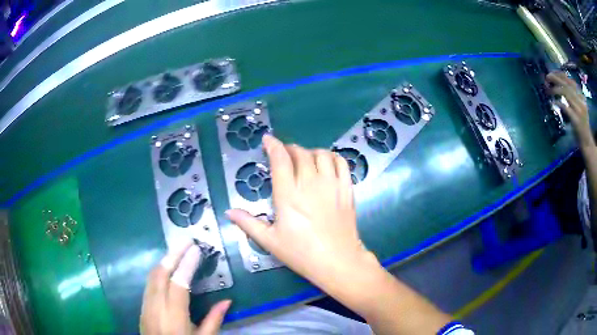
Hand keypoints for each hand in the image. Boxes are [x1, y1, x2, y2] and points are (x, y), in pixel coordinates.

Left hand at [140, 240, 230, 334]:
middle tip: (186, 242)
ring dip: (164, 261)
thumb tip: (228, 301)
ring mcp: (145, 307)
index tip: (195, 249)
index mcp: (174, 318)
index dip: (186, 265)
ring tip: (178, 250)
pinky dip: (158, 272)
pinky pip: (148, 284)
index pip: (178, 285)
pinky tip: (166, 268)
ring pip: (151, 276)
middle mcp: (156, 308)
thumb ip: (214, 320)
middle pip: (160, 275)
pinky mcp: (141, 307)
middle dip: (172, 255)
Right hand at [226, 135, 377, 291]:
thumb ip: (248, 223)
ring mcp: (331, 185)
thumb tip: (228, 212)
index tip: (268, 140)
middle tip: (284, 155)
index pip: (280, 159)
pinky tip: (326, 163)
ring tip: (304, 159)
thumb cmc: (302, 253)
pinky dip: (332, 157)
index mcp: (288, 195)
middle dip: (290, 149)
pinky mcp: (346, 189)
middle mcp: (310, 184)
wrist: (338, 261)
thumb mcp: (270, 241)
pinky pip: (341, 163)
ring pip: (321, 154)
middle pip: (300, 153)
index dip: (273, 145)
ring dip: (310, 152)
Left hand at [546, 71, 591, 144]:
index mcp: (582, 97)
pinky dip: (558, 103)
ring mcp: (579, 111)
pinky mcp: (576, 120)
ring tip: (548, 90)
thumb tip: (559, 83)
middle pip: (567, 84)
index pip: (570, 80)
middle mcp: (581, 101)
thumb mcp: (579, 106)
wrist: (587, 143)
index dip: (560, 75)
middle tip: (547, 77)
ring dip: (555, 89)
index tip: (552, 73)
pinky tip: (552, 102)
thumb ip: (572, 96)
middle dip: (556, 79)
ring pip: (566, 93)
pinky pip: (566, 108)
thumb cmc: (582, 124)